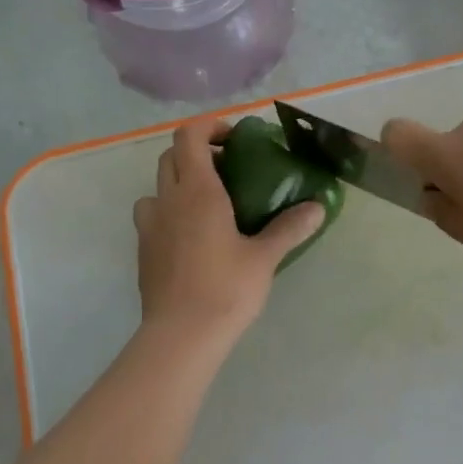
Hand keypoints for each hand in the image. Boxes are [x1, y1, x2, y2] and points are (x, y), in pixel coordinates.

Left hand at [132, 119, 324, 339]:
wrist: (181, 336)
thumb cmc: (225, 289)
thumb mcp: (265, 257)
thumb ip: (290, 227)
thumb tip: (318, 206)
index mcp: (198, 192)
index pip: (189, 136)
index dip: (210, 127)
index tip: (235, 139)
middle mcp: (168, 200)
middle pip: (171, 156)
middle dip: (197, 153)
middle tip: (229, 170)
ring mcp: (150, 226)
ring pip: (157, 187)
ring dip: (178, 183)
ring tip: (207, 204)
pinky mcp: (144, 251)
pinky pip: (153, 217)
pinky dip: (170, 213)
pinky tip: (193, 238)